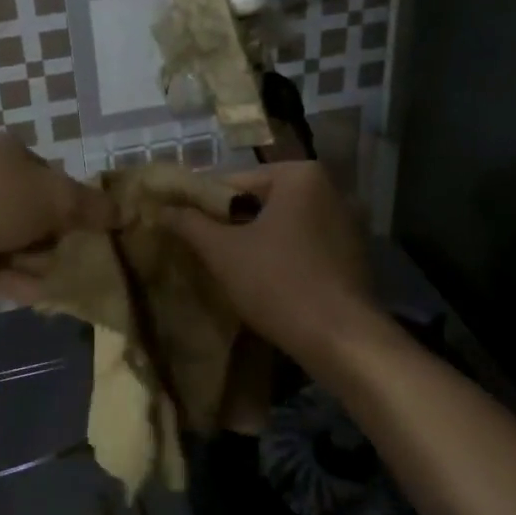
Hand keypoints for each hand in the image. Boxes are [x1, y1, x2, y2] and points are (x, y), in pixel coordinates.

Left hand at [0, 136, 117, 303]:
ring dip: (40, 261)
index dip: (71, 199)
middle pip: (31, 211)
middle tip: (83, 256)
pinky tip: (47, 297)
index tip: (90, 225)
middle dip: (55, 235)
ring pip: (14, 243)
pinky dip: (20, 281)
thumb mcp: (57, 197)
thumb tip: (126, 212)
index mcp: (7, 153)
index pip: (49, 175)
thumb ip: (92, 207)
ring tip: (73, 281)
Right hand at [161, 161, 382, 372]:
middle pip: (262, 201)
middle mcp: (330, 188)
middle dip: (233, 224)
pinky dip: (284, 256)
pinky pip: (306, 244)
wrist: (341, 339)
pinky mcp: (354, 253)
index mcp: (300, 175)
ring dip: (258, 241)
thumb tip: (161, 207)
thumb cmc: (278, 283)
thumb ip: (190, 223)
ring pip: (284, 225)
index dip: (204, 205)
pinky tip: (267, 281)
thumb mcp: (223, 252)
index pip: (235, 182)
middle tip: (205, 250)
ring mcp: (347, 222)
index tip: (184, 228)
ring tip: (230, 268)